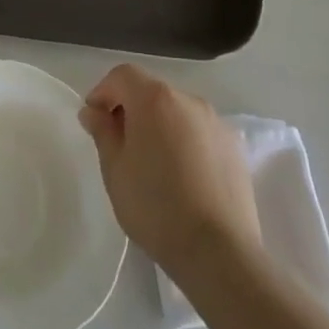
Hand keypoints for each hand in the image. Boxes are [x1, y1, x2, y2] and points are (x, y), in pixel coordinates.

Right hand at [80, 64, 261, 280]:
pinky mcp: (234, 148)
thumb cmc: (155, 206)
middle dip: (130, 109)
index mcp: (155, 99)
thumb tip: (94, 111)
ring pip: (177, 112)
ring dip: (159, 125)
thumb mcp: (115, 169)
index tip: (94, 120)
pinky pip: (199, 133)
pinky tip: (181, 176)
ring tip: (152, 163)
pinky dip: (184, 142)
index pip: (122, 76)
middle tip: (119, 144)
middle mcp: (188, 100)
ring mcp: (216, 123)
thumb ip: (102, 132)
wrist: (219, 253)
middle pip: (151, 91)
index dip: (103, 92)